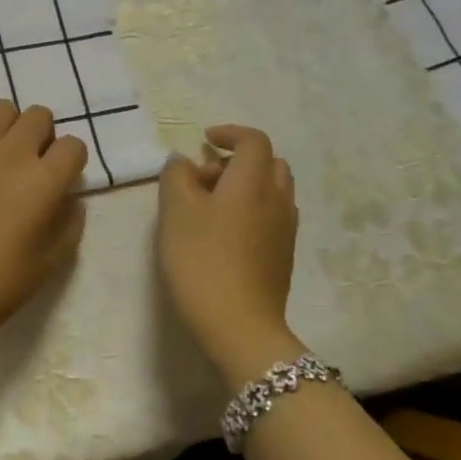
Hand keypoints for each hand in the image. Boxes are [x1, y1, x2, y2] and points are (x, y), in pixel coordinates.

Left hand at [0, 100, 88, 331]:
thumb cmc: (1, 281)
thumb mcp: (52, 260)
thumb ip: (70, 221)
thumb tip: (67, 197)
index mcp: (45, 180)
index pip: (74, 145)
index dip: (71, 162)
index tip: (60, 180)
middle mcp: (12, 153)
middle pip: (39, 116)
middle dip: (42, 136)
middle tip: (30, 164)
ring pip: (1, 109)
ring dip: (7, 128)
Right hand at [158, 125, 301, 379]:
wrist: (239, 325)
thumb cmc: (202, 261)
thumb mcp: (175, 213)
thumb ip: (176, 177)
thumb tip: (183, 161)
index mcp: (252, 182)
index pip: (253, 141)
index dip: (229, 133)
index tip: (204, 141)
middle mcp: (277, 199)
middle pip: (268, 163)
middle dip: (237, 160)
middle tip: (203, 177)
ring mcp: (285, 229)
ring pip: (272, 191)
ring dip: (245, 186)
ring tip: (210, 206)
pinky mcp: (282, 255)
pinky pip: (271, 216)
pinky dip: (251, 209)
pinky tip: (223, 234)